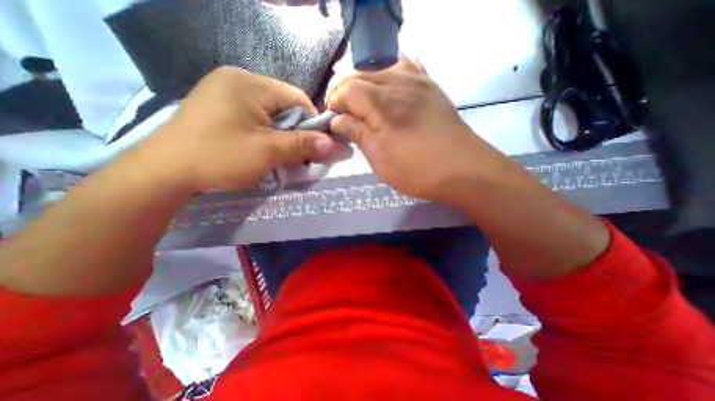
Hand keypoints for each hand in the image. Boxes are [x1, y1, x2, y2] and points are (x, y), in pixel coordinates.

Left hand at [141, 66, 340, 191]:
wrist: (163, 173)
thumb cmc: (219, 157)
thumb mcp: (267, 151)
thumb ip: (302, 145)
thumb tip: (333, 144)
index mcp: (248, 83)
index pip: (297, 98)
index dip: (311, 123)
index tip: (314, 147)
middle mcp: (237, 81)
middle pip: (284, 107)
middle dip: (295, 133)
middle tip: (296, 156)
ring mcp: (225, 94)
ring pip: (271, 115)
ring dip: (281, 137)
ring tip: (279, 156)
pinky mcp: (220, 109)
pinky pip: (255, 119)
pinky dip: (266, 136)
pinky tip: (262, 150)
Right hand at [326, 56, 504, 203]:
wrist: (463, 170)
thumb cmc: (417, 171)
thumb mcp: (380, 159)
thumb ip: (358, 134)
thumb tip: (338, 119)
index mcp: (383, 104)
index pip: (348, 89)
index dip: (335, 101)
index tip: (332, 117)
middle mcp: (399, 83)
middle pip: (361, 73)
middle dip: (344, 89)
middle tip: (341, 109)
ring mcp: (418, 81)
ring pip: (381, 67)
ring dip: (364, 80)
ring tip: (360, 99)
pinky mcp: (431, 86)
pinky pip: (406, 66)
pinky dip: (390, 73)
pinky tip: (387, 85)